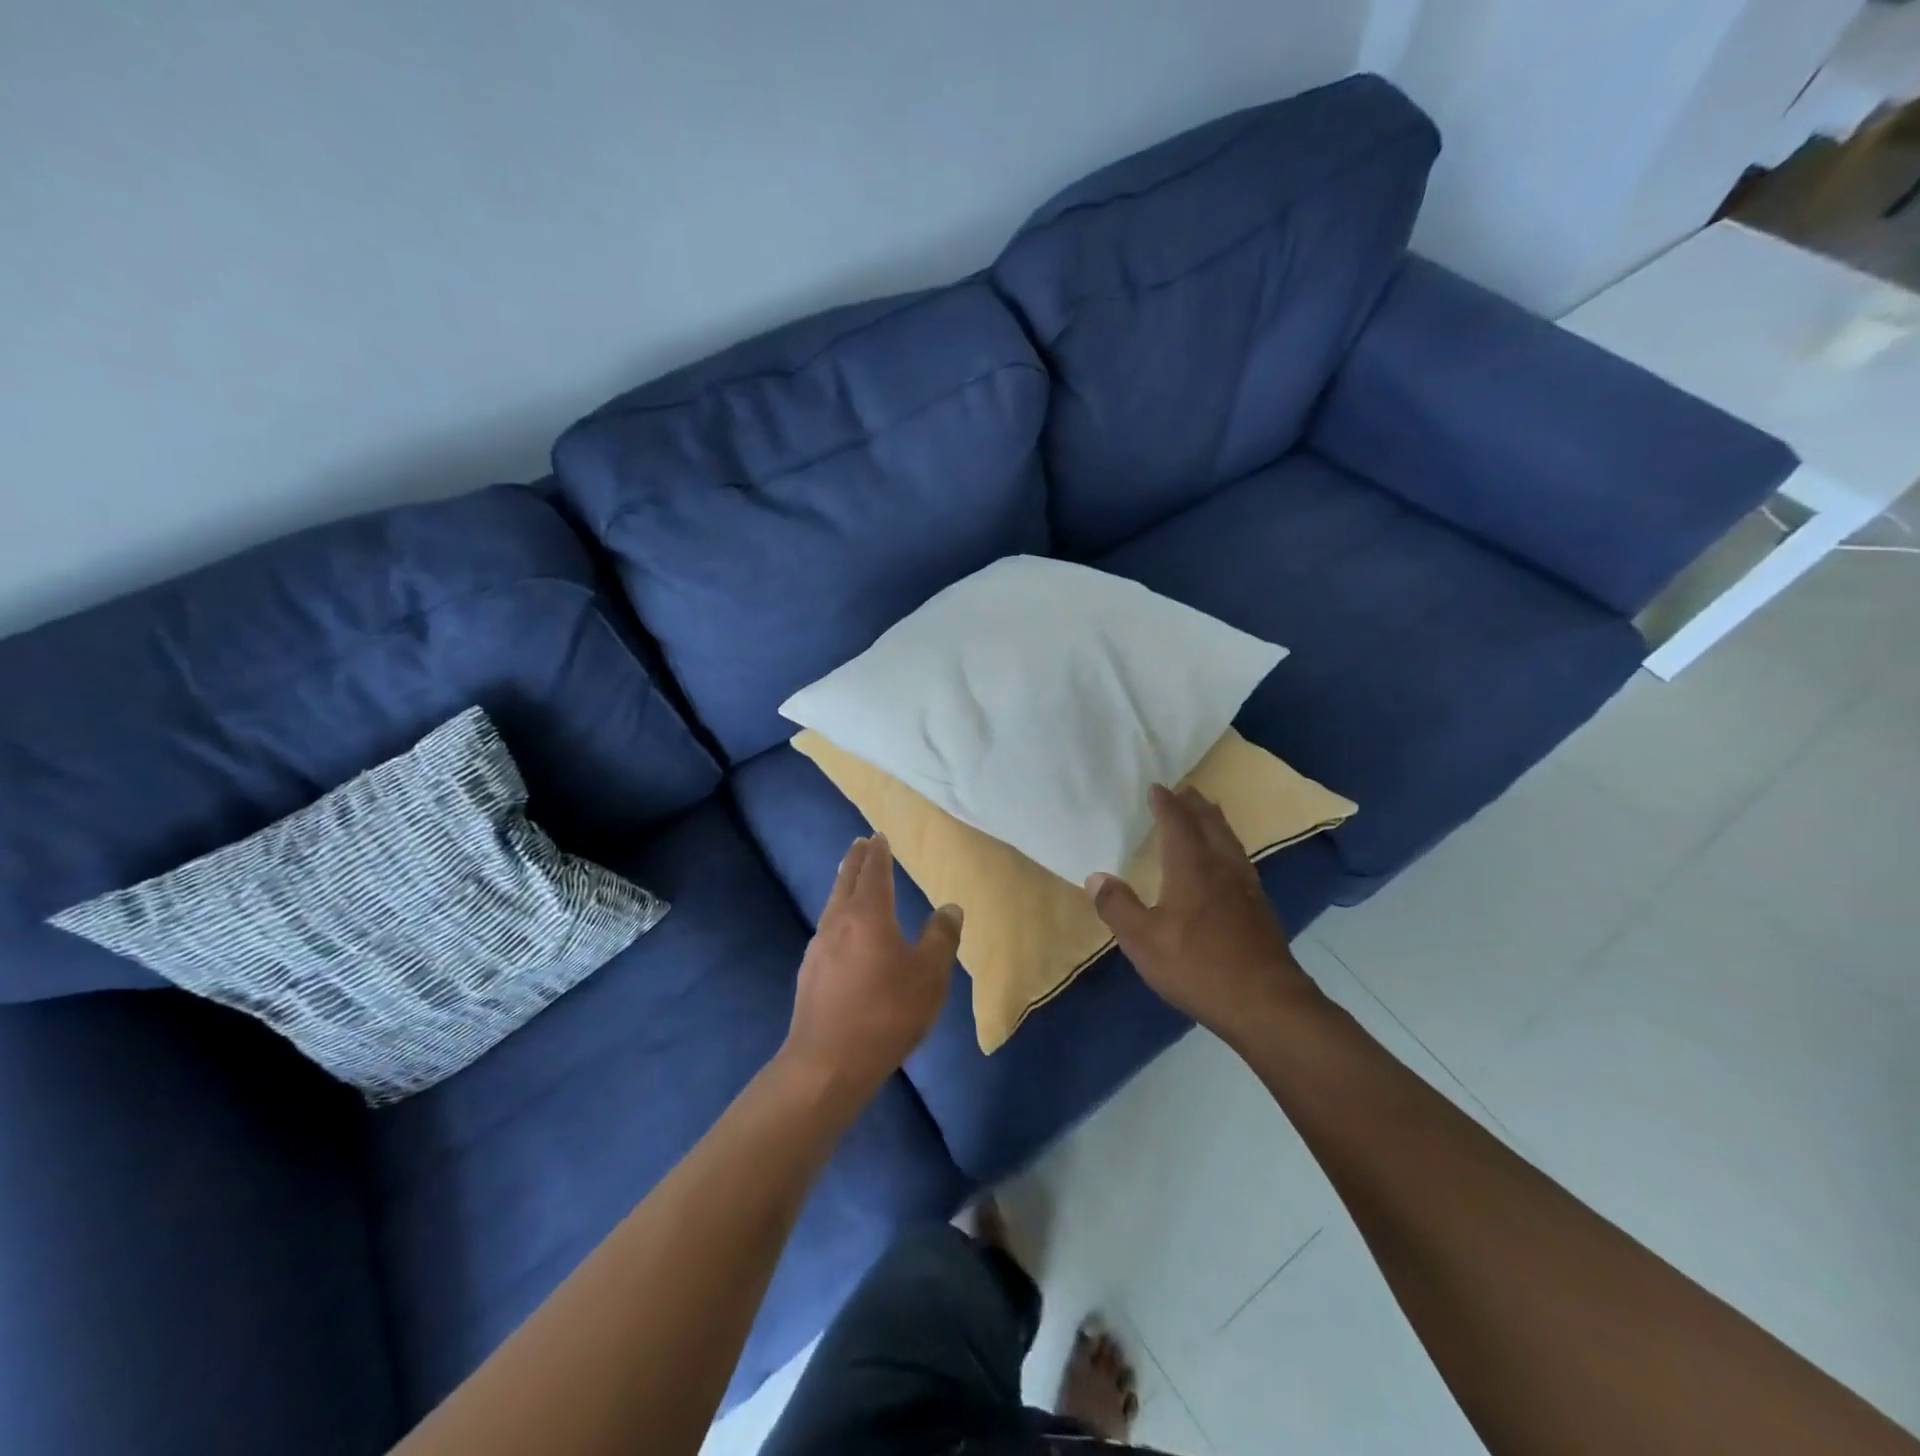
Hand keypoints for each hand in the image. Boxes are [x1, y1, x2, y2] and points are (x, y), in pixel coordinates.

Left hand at [784, 834, 960, 1101]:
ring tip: (851, 881)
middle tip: (860, 844)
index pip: (874, 871)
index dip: (878, 853)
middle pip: (846, 881)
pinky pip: (827, 930)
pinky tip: (843, 933)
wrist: (827, 1063)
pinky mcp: (809, 973)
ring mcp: (818, 947)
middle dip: (855, 861)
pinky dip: (838, 916)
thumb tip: (950, 908)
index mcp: (869, 914)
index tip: (878, 837)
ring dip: (844, 886)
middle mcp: (838, 921)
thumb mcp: (929, 976)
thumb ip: (941, 938)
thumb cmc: (886, 1013)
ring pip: (833, 904)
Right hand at [1086, 785, 1316, 1039]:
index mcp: (1192, 867)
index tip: (1156, 788)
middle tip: (1184, 791)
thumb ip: (1117, 907)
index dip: (1166, 803)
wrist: (1265, 1002)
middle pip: (1211, 824)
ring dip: (1215, 822)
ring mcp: (1246, 887)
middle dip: (1195, 805)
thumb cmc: (1197, 966)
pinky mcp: (1260, 909)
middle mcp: (1222, 867)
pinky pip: (1240, 861)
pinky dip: (1227, 847)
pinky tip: (1225, 865)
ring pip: (1230, 841)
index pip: (1178, 823)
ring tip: (1207, 815)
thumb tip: (1096, 877)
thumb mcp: (1143, 941)